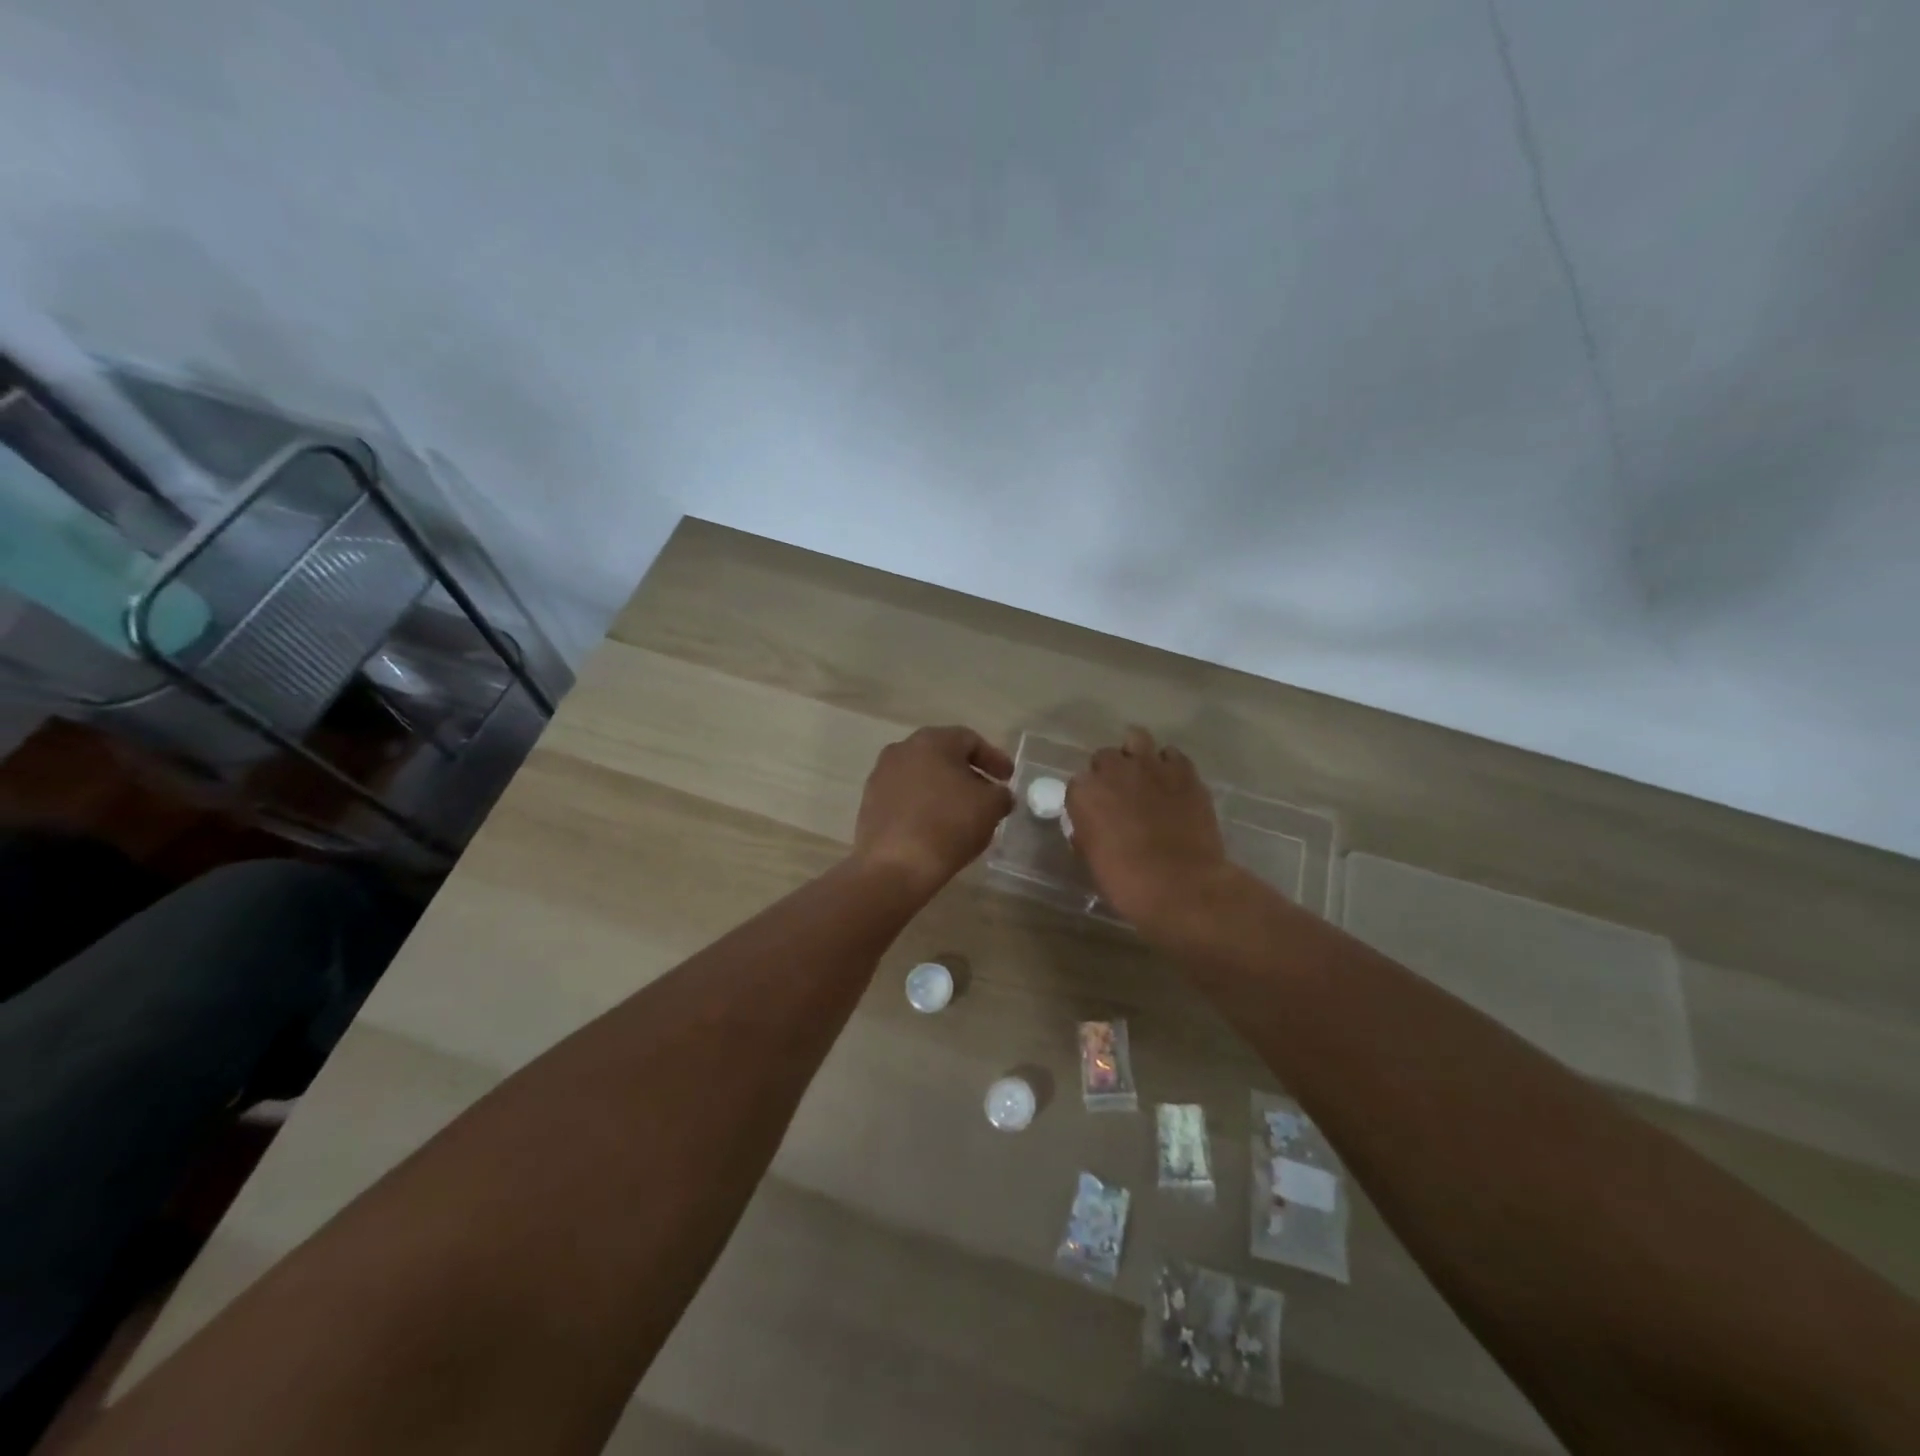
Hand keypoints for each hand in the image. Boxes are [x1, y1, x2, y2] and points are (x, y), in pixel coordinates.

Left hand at [852, 726, 1014, 897]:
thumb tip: (998, 795)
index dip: (994, 759)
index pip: (970, 741)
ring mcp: (880, 776)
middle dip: (968, 774)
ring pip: (922, 777)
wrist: (895, 866)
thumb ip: (1001, 794)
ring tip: (962, 814)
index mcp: (932, 741)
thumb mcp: (991, 807)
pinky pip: (905, 798)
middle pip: (943, 756)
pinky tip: (936, 827)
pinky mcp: (869, 804)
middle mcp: (902, 750)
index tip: (1008, 779)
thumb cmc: (948, 825)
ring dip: (944, 790)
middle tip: (987, 794)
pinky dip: (924, 806)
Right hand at [1067, 727, 1236, 936]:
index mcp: (1084, 794)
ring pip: (1137, 739)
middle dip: (1109, 772)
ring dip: (1136, 754)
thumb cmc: (1128, 883)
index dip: (1087, 799)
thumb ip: (1087, 834)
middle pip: (1104, 757)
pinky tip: (1173, 783)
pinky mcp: (1184, 772)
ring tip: (1144, 775)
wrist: (1182, 886)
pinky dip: (1169, 765)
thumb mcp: (1093, 860)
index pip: (1077, 784)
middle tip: (1121, 795)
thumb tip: (1089, 828)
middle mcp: (1114, 771)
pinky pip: (1172, 755)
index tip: (1095, 814)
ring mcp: (1151, 767)